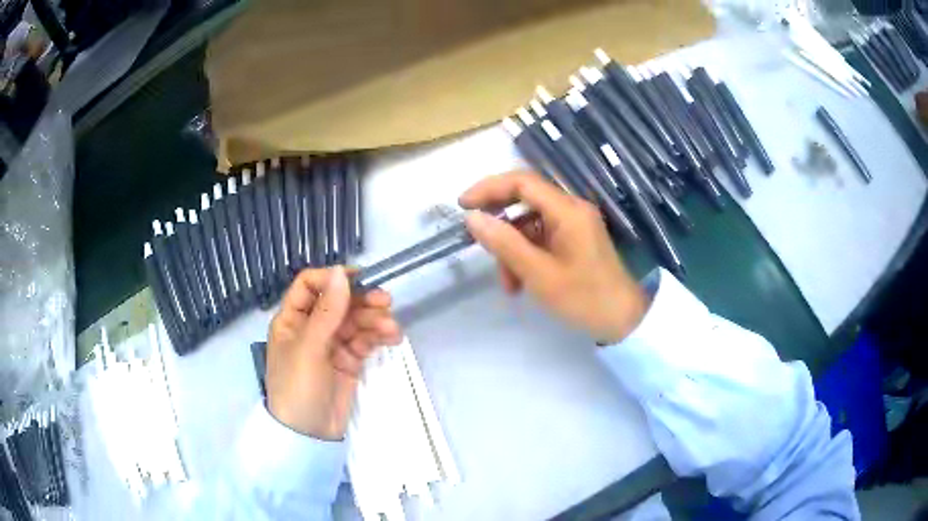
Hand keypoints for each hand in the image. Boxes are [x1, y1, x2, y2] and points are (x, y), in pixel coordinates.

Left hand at [266, 267, 402, 439]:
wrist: (308, 435)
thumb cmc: (297, 387)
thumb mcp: (308, 348)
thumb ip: (327, 311)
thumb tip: (341, 272)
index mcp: (292, 319)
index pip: (310, 285)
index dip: (331, 279)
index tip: (358, 279)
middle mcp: (311, 327)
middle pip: (338, 302)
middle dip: (361, 300)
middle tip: (386, 302)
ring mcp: (331, 345)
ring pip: (355, 321)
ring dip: (374, 320)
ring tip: (392, 329)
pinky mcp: (349, 361)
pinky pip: (364, 341)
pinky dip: (378, 336)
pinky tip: (392, 337)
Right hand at [459, 171, 648, 343]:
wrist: (623, 320)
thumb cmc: (584, 298)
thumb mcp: (539, 274)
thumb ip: (504, 243)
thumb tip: (472, 217)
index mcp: (567, 210)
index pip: (522, 182)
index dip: (489, 188)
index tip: (463, 205)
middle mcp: (571, 209)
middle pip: (524, 203)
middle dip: (501, 228)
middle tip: (483, 250)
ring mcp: (574, 225)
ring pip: (529, 225)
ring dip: (512, 250)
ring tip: (510, 285)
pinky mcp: (574, 240)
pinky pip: (541, 239)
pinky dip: (526, 257)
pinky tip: (522, 284)